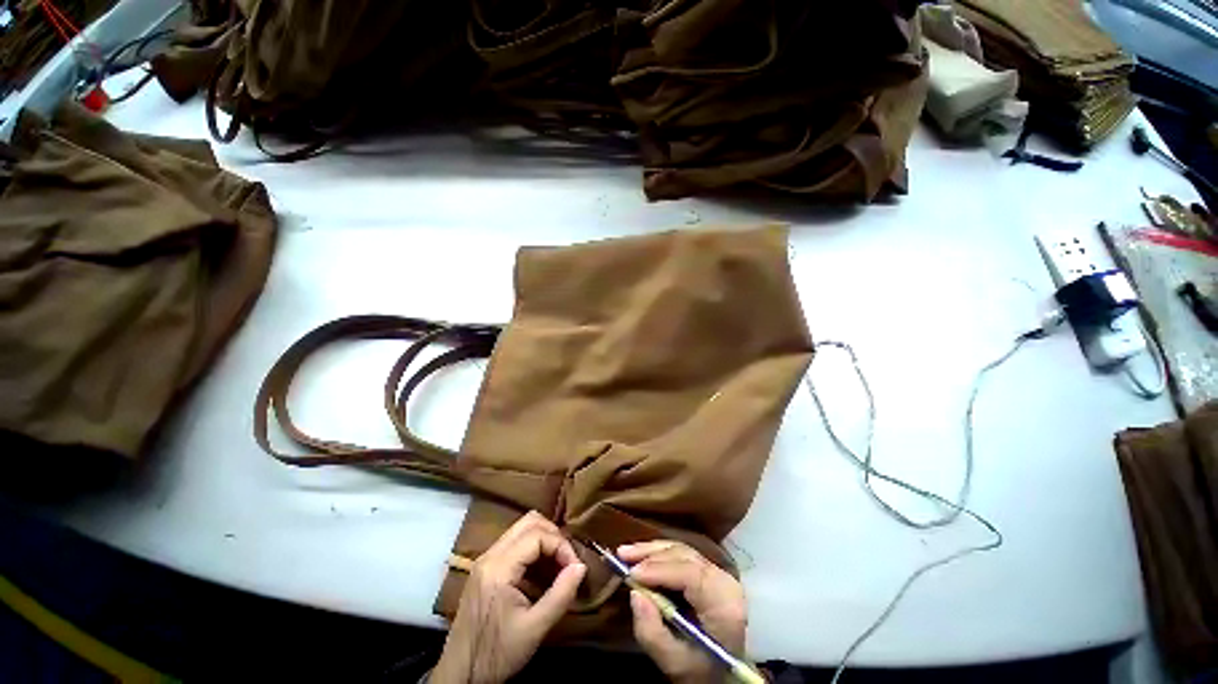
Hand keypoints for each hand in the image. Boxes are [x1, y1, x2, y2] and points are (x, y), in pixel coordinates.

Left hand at [432, 511, 586, 683]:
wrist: (459, 675)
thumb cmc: (496, 654)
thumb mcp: (534, 629)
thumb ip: (561, 595)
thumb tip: (581, 566)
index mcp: (498, 568)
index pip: (537, 535)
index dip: (561, 545)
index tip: (575, 566)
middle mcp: (490, 555)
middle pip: (529, 522)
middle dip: (554, 535)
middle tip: (567, 560)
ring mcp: (485, 559)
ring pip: (522, 528)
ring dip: (544, 539)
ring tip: (558, 564)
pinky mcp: (485, 567)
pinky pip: (514, 542)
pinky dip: (533, 548)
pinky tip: (543, 570)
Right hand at [621, 540, 747, 683]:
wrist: (727, 670)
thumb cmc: (702, 668)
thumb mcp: (675, 662)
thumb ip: (653, 633)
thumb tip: (634, 594)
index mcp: (723, 603)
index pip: (690, 574)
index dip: (659, 570)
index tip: (631, 573)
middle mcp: (724, 580)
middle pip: (684, 556)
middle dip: (651, 555)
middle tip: (622, 556)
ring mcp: (718, 571)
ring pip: (681, 550)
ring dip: (652, 550)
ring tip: (626, 552)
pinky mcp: (710, 569)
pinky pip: (683, 554)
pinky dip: (660, 552)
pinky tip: (642, 554)